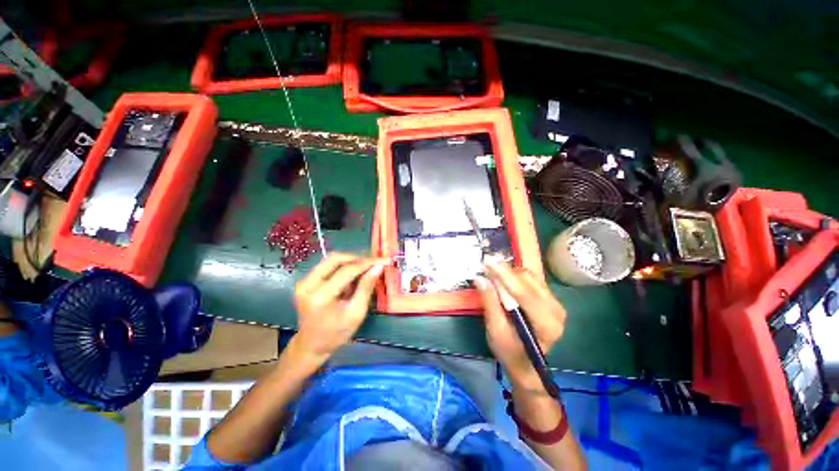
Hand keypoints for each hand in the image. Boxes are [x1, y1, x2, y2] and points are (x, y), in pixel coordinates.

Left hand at [293, 253, 386, 359]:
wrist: (311, 345)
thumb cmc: (337, 333)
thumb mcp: (356, 313)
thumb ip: (366, 288)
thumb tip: (378, 267)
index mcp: (320, 296)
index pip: (347, 270)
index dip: (367, 263)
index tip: (383, 260)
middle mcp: (308, 285)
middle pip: (335, 258)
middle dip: (357, 258)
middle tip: (373, 263)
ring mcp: (304, 282)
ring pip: (331, 260)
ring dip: (350, 262)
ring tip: (364, 271)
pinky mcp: (305, 281)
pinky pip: (327, 267)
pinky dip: (342, 268)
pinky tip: (352, 278)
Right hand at [475, 260, 566, 393]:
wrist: (526, 363)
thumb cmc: (509, 352)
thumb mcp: (496, 330)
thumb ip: (490, 303)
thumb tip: (480, 278)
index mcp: (546, 324)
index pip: (524, 293)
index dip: (504, 275)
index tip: (487, 261)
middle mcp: (556, 310)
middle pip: (528, 280)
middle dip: (505, 273)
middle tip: (486, 269)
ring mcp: (556, 303)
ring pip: (530, 277)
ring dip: (509, 273)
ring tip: (493, 275)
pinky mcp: (550, 299)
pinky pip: (531, 279)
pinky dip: (515, 277)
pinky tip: (504, 280)